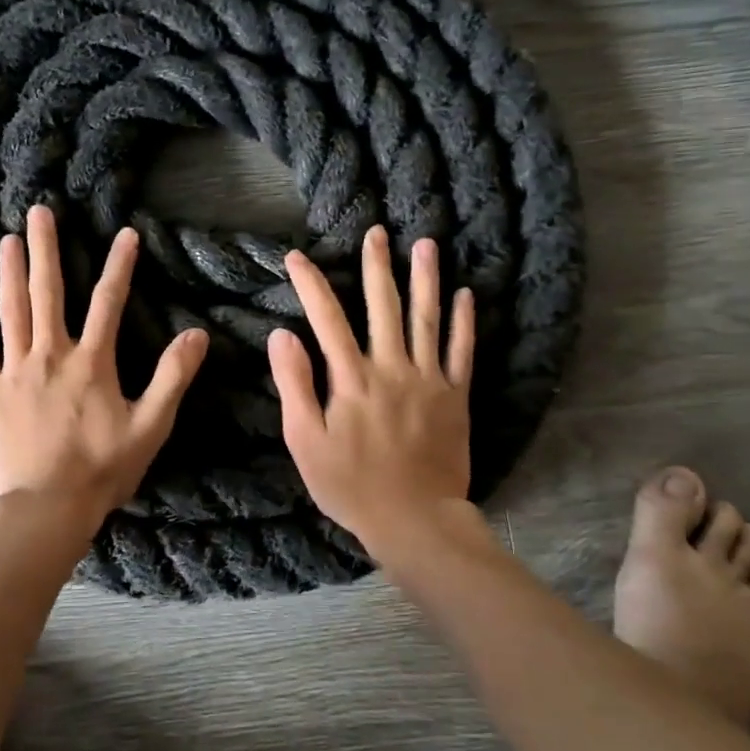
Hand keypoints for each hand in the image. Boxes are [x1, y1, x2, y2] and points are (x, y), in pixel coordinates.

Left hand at [0, 205, 209, 538]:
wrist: (45, 508)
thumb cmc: (102, 469)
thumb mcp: (150, 426)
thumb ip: (173, 378)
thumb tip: (197, 334)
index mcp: (91, 363)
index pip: (108, 303)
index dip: (120, 266)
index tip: (126, 234)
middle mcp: (50, 356)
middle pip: (48, 293)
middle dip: (46, 250)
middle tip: (39, 212)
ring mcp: (15, 372)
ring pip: (12, 312)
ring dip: (10, 273)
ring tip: (8, 239)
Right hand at [268, 225, 475, 558]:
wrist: (414, 518)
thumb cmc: (350, 485)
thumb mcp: (306, 442)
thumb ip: (295, 386)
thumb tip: (283, 336)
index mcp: (351, 379)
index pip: (327, 319)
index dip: (311, 284)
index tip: (297, 257)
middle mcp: (391, 368)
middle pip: (382, 307)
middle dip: (376, 266)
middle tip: (376, 232)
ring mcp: (428, 380)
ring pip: (426, 319)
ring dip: (425, 279)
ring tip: (426, 244)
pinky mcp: (455, 397)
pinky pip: (462, 352)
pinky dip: (464, 322)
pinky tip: (466, 295)